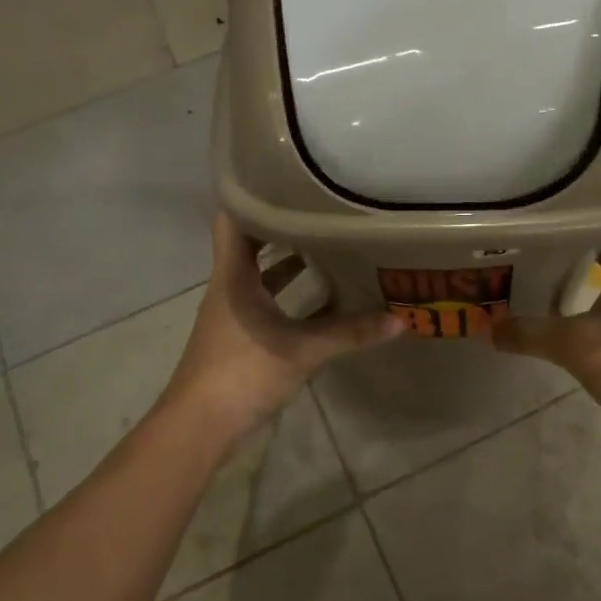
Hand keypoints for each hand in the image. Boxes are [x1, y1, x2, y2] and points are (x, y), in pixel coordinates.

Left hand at [163, 212, 404, 438]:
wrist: (200, 426)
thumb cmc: (242, 372)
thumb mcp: (302, 351)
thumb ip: (350, 334)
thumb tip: (401, 319)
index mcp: (233, 276)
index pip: (232, 219)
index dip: (249, 193)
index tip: (280, 174)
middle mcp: (228, 286)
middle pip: (249, 243)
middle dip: (279, 224)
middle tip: (316, 205)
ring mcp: (232, 313)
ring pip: (257, 274)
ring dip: (284, 259)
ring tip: (324, 242)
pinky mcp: (239, 336)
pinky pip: (264, 300)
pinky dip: (286, 293)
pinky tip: (318, 297)